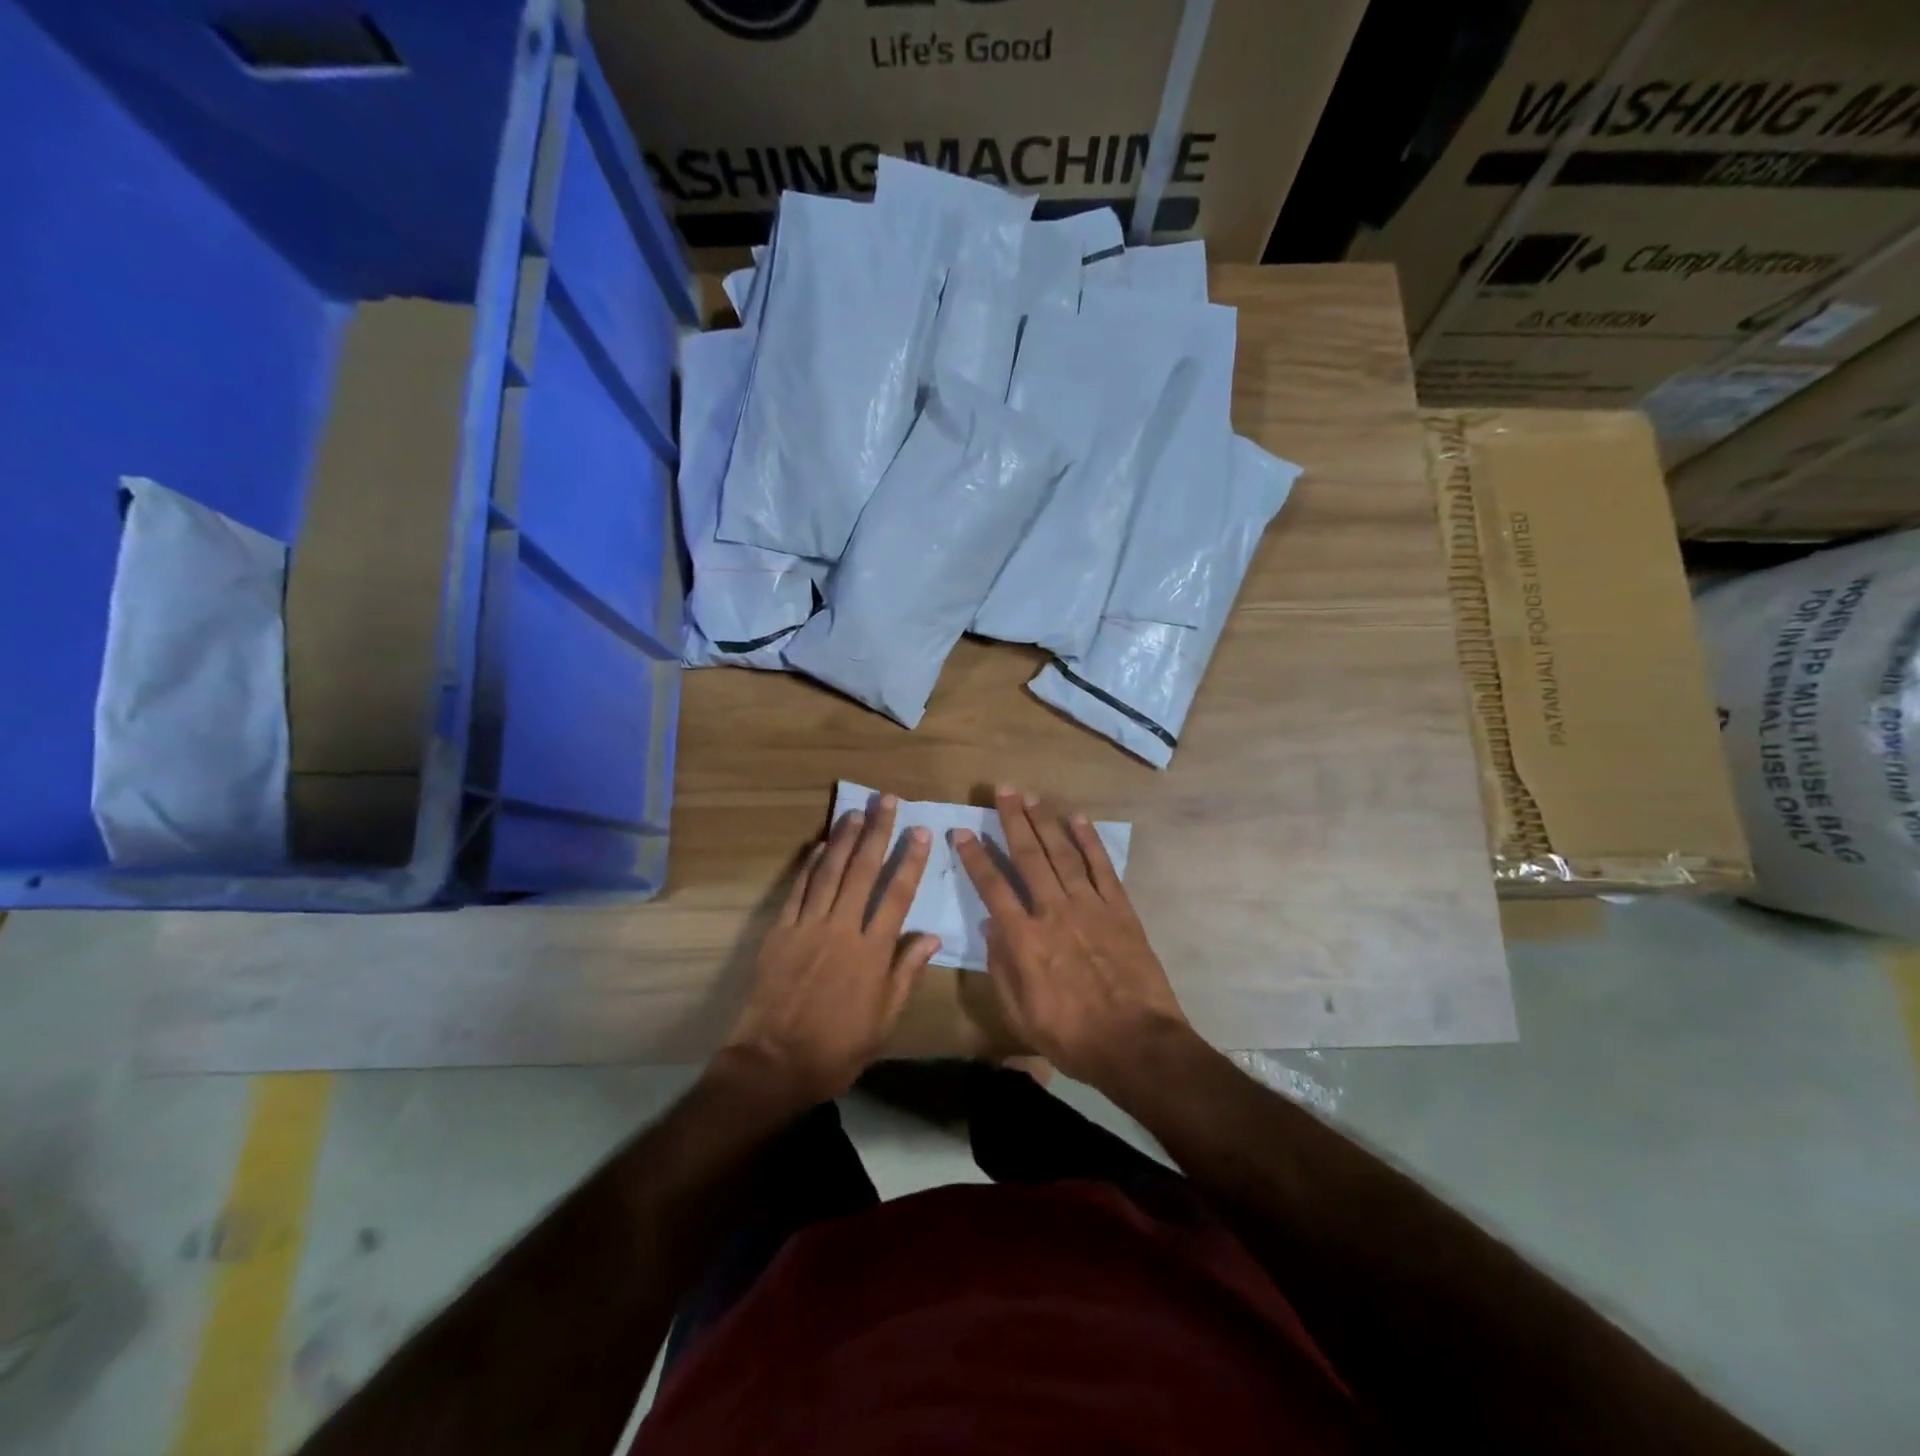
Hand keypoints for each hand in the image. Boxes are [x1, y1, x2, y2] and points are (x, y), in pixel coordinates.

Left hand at [722, 795, 938, 1106]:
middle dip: (876, 833)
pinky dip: (809, 865)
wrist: (774, 1063)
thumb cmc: (838, 1047)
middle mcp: (841, 929)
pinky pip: (798, 890)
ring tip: (855, 812)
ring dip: (843, 839)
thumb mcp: (885, 1019)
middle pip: (862, 871)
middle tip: (886, 801)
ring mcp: (807, 927)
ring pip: (829, 872)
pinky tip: (818, 846)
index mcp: (872, 952)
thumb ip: (907, 973)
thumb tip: (932, 936)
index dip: (910, 861)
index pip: (897, 895)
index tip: (920, 832)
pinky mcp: (780, 931)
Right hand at [952, 787, 1189, 1087]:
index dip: (975, 857)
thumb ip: (1001, 966)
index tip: (963, 831)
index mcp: (1025, 939)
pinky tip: (1078, 820)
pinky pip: (1102, 867)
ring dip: (1045, 821)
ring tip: (1031, 795)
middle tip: (1001, 790)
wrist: (1136, 1044)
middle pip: (1028, 857)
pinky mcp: (1120, 909)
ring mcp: (1090, 906)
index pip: (992, 887)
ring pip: (1063, 853)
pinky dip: (1090, 842)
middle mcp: (1054, 912)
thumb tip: (992, 924)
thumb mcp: (1020, 1013)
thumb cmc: (1072, 1036)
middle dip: (1012, 820)